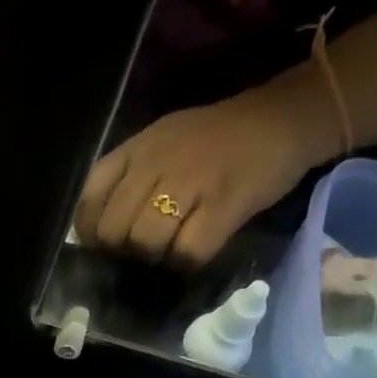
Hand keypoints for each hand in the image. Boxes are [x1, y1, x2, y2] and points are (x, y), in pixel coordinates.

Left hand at [72, 74, 335, 269]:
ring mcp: (192, 181)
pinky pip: (188, 251)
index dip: (90, 232)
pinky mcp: (225, 203)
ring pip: (146, 241)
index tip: (105, 246)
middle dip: (123, 252)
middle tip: (144, 253)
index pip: (89, 198)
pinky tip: (196, 254)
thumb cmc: (219, 139)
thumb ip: (130, 179)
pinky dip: (187, 262)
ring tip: (172, 252)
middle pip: (115, 230)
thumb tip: (100, 234)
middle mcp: (158, 162)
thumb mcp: (164, 144)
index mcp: (139, 148)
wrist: (287, 115)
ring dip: (155, 258)